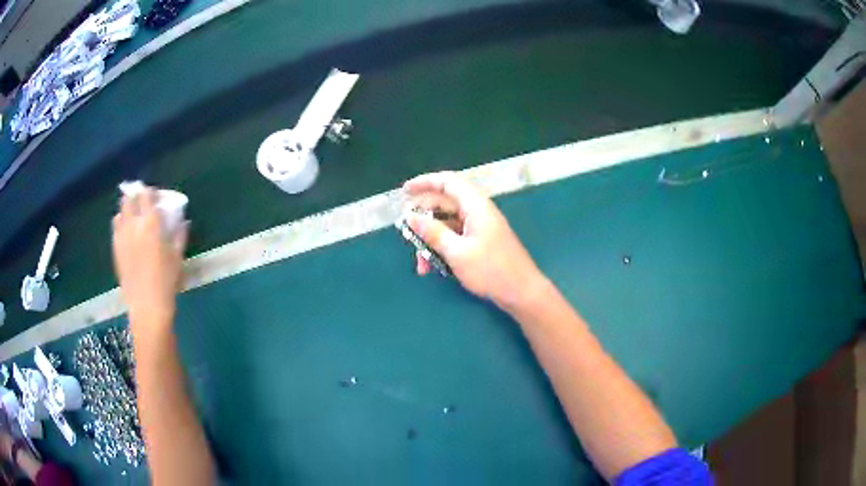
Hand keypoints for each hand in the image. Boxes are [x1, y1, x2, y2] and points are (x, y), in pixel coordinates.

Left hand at [112, 187, 187, 336]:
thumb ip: (179, 235)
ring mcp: (121, 237)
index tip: (156, 196)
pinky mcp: (115, 249)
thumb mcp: (177, 257)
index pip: (146, 195)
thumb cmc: (166, 282)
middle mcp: (133, 224)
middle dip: (135, 196)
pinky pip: (115, 228)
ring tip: (133, 217)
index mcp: (151, 223)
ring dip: (127, 210)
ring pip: (120, 212)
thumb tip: (183, 221)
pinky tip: (127, 233)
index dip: (151, 192)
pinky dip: (121, 224)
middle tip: (143, 203)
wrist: (147, 307)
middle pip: (129, 198)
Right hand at [403, 172, 544, 312]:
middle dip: (423, 219)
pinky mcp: (480, 242)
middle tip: (406, 233)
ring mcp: (479, 227)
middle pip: (444, 204)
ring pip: (447, 224)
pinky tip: (432, 266)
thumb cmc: (491, 270)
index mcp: (475, 205)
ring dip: (431, 240)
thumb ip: (433, 233)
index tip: (404, 191)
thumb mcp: (457, 252)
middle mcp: (477, 211)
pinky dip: (442, 248)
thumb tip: (410, 217)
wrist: (521, 292)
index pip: (447, 182)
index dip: (424, 182)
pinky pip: (455, 237)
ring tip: (420, 263)